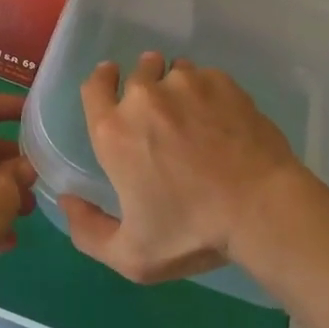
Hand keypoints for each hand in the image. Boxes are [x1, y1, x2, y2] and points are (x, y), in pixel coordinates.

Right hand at [59, 53, 302, 283]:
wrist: (261, 208)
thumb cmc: (193, 232)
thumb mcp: (132, 255)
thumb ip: (88, 231)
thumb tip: (67, 200)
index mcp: (114, 131)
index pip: (94, 86)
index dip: (102, 81)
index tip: (112, 81)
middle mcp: (144, 97)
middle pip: (137, 72)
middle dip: (144, 85)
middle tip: (162, 113)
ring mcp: (185, 83)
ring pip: (174, 73)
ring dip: (177, 88)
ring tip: (196, 117)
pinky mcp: (221, 81)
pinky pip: (206, 77)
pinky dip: (208, 92)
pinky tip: (223, 120)